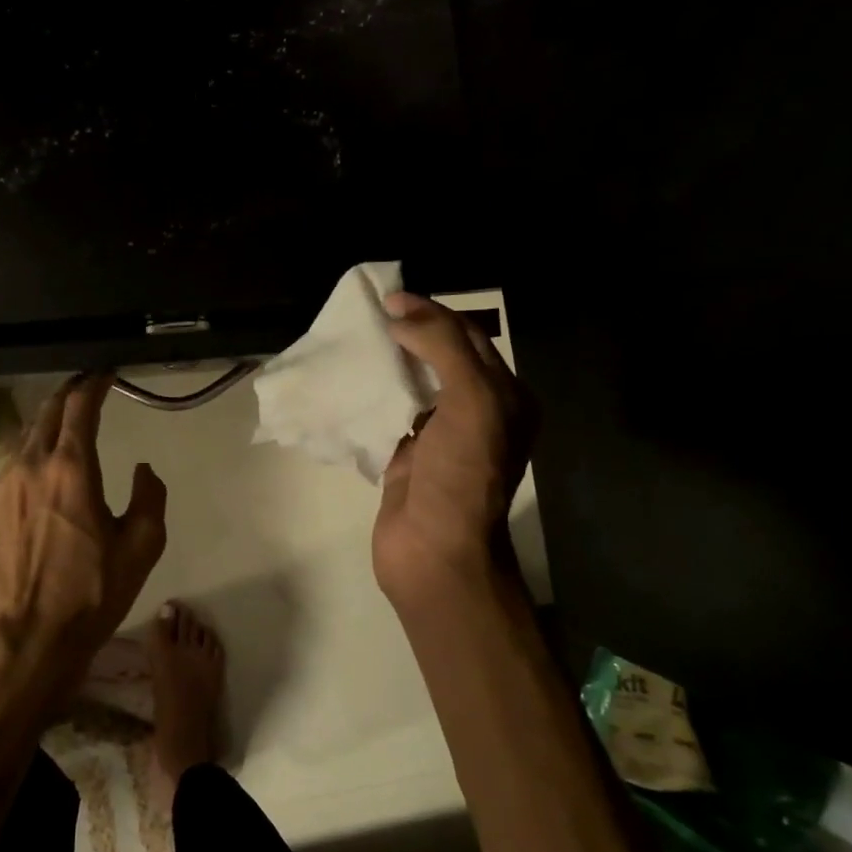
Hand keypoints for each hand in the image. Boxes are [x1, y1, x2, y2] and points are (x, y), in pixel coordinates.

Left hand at [0, 374, 167, 696]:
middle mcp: (31, 466)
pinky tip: (43, 473)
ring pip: (27, 438)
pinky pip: (13, 466)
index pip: (80, 406)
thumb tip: (142, 469)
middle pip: (48, 411)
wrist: (30, 637)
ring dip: (49, 424)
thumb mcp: (142, 546)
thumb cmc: (92, 592)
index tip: (105, 373)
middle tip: (88, 388)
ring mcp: (2, 485)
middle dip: (69, 394)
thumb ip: (149, 496)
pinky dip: (32, 456)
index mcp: (71, 468)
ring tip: (67, 426)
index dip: (94, 383)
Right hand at [373, 294, 536, 612]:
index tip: (389, 299)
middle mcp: (477, 412)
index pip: (469, 338)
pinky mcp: (407, 457)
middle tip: (370, 315)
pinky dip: (370, 397)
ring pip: (413, 385)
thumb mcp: (472, 402)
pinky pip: (388, 415)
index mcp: (505, 396)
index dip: (432, 313)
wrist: (436, 551)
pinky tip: (347, 383)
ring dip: (388, 364)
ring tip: (354, 342)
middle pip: (441, 358)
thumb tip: (402, 314)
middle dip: (410, 334)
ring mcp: (440, 437)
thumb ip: (444, 350)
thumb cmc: (463, 476)